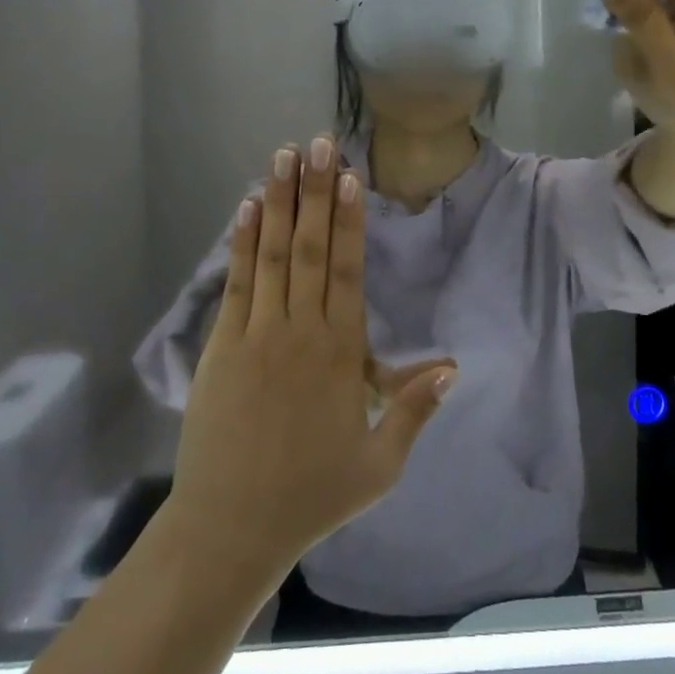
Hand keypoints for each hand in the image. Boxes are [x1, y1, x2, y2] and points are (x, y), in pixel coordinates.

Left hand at [165, 138, 455, 584]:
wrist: (230, 529)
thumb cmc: (311, 496)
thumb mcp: (379, 465)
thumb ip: (414, 410)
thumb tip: (453, 366)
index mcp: (339, 355)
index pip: (347, 273)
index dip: (349, 222)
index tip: (350, 178)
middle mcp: (299, 332)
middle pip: (310, 249)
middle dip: (315, 193)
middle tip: (318, 144)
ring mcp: (256, 335)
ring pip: (273, 255)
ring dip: (280, 203)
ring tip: (284, 157)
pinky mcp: (222, 345)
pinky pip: (238, 283)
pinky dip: (243, 243)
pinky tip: (248, 208)